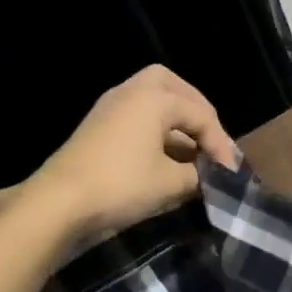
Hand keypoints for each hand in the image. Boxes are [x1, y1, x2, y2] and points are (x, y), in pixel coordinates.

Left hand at [24, 67, 238, 238]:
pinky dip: (157, 132)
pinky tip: (167, 160)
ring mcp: (109, 110)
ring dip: (175, 122)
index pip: (201, 115)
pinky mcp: (97, 129)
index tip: (232, 173)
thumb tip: (210, 176)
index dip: (222, 144)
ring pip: (152, 101)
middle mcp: (130, 93)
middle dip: (197, 111)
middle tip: (210, 138)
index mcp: (153, 98)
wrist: (59, 204)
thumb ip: (199, 175)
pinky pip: (136, 118)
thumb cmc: (122, 185)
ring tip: (193, 153)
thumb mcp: (172, 183)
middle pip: (172, 87)